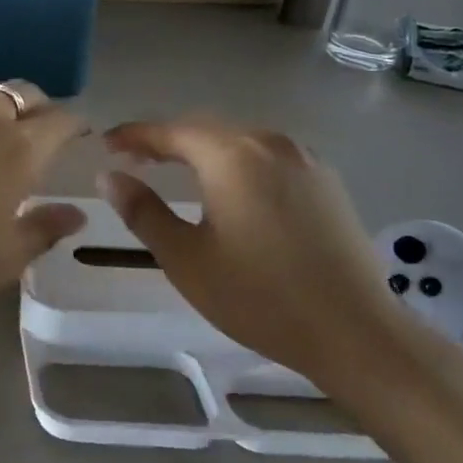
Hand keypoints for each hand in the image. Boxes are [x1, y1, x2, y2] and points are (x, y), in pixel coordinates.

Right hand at [100, 118, 412, 382]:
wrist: (357, 334)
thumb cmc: (260, 297)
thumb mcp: (186, 258)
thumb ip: (142, 211)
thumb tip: (109, 177)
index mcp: (231, 156)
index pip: (169, 131)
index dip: (133, 135)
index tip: (105, 145)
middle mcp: (269, 143)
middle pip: (204, 128)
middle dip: (165, 140)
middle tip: (133, 159)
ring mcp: (304, 159)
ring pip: (238, 139)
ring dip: (201, 149)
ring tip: (175, 169)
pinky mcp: (326, 181)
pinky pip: (267, 155)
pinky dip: (235, 160)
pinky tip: (229, 186)